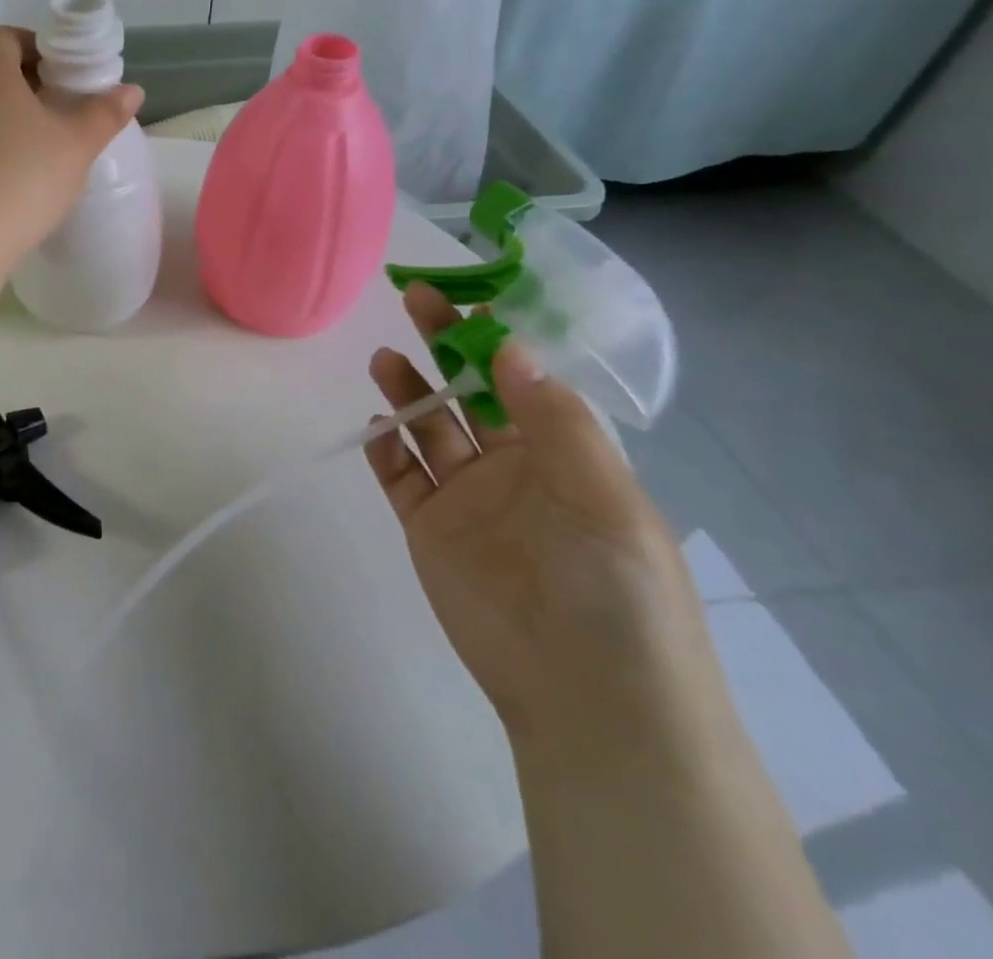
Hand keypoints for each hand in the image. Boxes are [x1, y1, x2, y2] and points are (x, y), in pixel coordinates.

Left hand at [0, 26, 143, 253]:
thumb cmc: (26, 174)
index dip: (34, 45)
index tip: (62, 70)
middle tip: (62, 105)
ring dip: (11, 115)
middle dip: (28, 82)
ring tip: (45, 141)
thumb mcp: (78, 143)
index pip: (4, 37)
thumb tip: (131, 90)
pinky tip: (20, 172)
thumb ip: (105, 113)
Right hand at [368, 285, 716, 746]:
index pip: (524, 379)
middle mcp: (513, 467)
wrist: (587, 697)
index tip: (470, 295)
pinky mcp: (429, 529)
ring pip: (429, 429)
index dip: (498, 337)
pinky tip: (376, 424)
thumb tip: (509, 347)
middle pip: (469, 393)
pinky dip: (385, 448)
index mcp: (565, 454)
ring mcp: (466, 498)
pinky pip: (400, 477)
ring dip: (409, 391)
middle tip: (414, 297)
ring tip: (383, 358)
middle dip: (443, 346)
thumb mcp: (604, 496)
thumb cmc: (616, 589)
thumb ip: (554, 420)